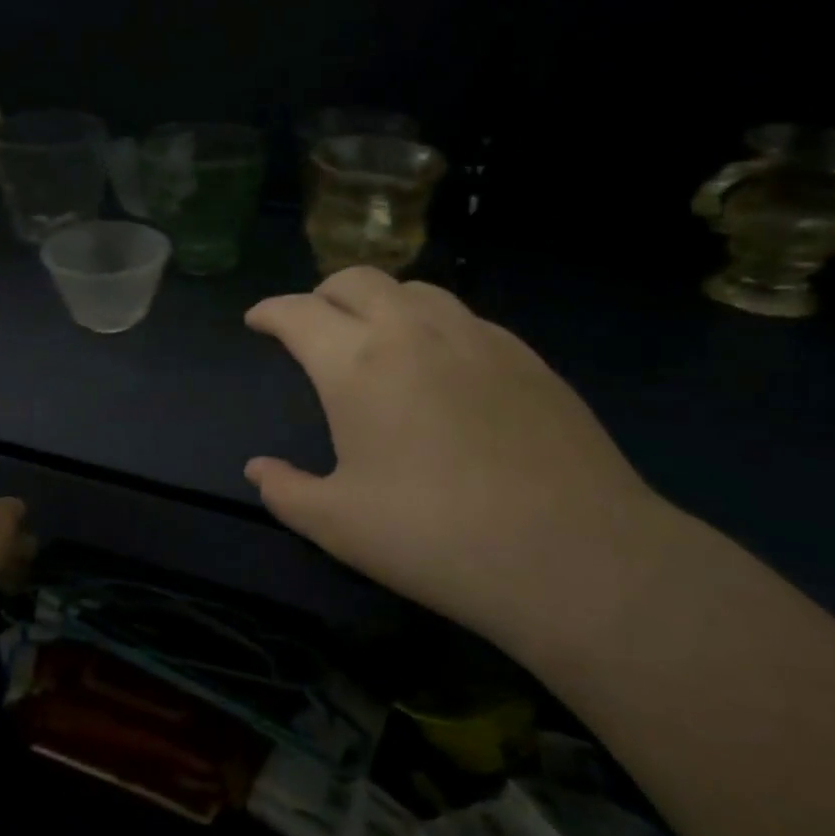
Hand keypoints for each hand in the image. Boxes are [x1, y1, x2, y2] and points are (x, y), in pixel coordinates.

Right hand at [244, 268, 669, 638]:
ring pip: (414, 288)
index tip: (257, 321)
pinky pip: (463, 317)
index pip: (298, 312)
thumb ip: (286, 491)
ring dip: (380, 301)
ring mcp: (476, 337)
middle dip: (322, 293)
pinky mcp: (526, 356)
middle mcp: (413, 331)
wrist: (576, 555)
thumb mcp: (339, 526)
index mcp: (356, 364)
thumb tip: (257, 469)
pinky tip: (441, 364)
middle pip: (356, 279)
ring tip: (374, 336)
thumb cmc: (435, 538)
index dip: (270, 312)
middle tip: (312, 325)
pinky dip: (431, 323)